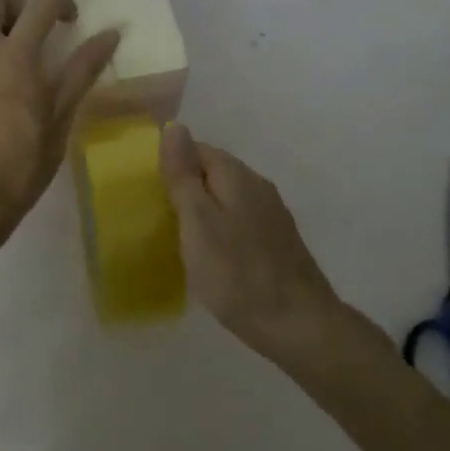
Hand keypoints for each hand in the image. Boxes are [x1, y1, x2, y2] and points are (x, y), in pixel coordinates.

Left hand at [0, 0, 120, 248]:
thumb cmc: (26, 157)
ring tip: (15, 51)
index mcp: (15, 54)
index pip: (41, 4)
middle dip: (17, 2)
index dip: (62, 2)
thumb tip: (111, 34)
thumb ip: (84, 67)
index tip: (72, 22)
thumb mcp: (63, 112)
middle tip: (35, 31)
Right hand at [161, 124, 343, 359]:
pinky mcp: (279, 241)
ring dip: (205, 209)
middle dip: (188, 186)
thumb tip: (174, 125)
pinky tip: (214, 255)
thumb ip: (184, 175)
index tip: (150, 189)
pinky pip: (242, 221)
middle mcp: (258, 185)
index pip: (198, 149)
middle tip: (159, 214)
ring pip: (229, 197)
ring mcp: (273, 214)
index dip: (171, 163)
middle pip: (215, 171)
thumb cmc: (238, 273)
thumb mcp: (198, 221)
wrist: (299, 325)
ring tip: (180, 236)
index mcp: (236, 175)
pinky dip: (223, 229)